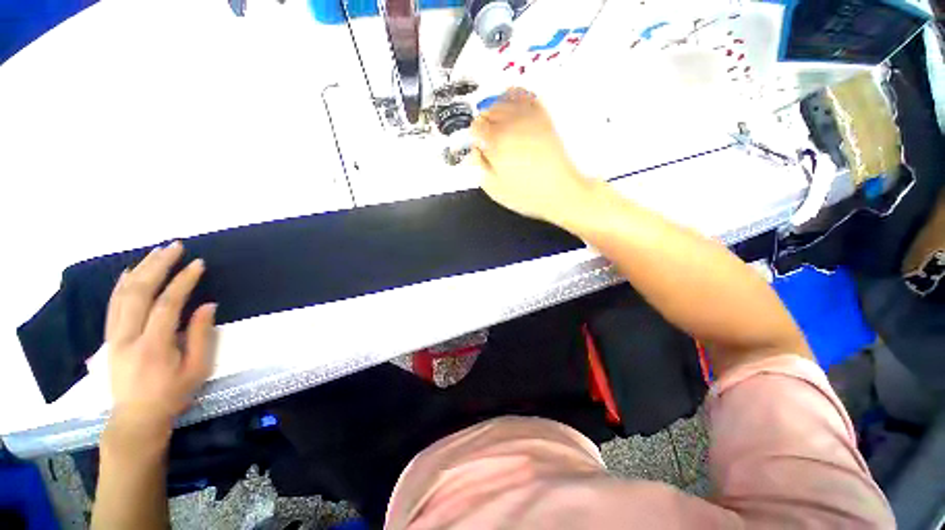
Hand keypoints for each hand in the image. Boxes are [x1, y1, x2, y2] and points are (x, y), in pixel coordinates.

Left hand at [104, 241, 215, 441]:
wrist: (136, 417)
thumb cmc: (172, 394)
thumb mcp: (197, 370)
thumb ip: (202, 336)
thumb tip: (207, 306)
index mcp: (154, 347)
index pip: (167, 305)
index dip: (183, 281)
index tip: (198, 264)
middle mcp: (128, 337)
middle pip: (140, 292)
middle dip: (159, 266)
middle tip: (176, 247)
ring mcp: (114, 337)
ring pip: (123, 295)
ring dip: (141, 269)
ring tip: (157, 252)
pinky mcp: (109, 338)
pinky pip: (112, 305)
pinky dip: (121, 284)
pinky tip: (131, 271)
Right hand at [470, 88, 592, 221]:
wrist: (562, 191)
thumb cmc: (529, 194)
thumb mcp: (495, 188)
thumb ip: (479, 166)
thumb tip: (473, 152)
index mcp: (497, 141)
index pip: (475, 127)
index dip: (475, 138)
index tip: (478, 146)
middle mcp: (512, 123)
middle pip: (487, 111)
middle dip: (485, 125)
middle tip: (488, 140)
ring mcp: (529, 116)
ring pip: (503, 100)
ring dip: (497, 112)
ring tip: (500, 127)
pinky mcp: (543, 115)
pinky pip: (523, 95)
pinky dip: (514, 97)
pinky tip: (512, 109)